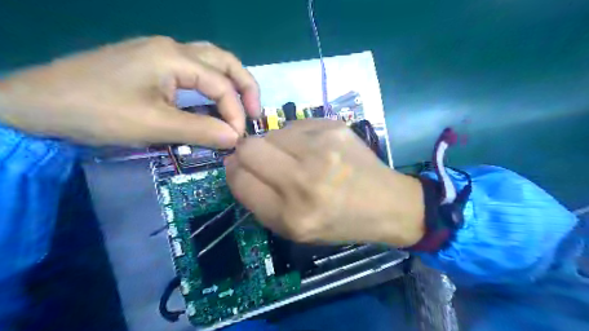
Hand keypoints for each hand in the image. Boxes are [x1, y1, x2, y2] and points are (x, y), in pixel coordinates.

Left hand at [0, 35, 259, 147]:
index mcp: (174, 57)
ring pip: (211, 63)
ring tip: (241, 106)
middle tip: (255, 112)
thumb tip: (236, 139)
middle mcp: (172, 48)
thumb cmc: (97, 112)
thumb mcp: (154, 125)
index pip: (221, 85)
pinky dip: (211, 87)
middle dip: (245, 86)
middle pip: (224, 61)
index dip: (235, 113)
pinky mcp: (152, 66)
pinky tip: (213, 103)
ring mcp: (161, 55)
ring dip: (230, 84)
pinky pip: (194, 72)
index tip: (237, 139)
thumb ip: (201, 130)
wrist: (37, 105)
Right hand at [226, 120, 428, 247]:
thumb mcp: (294, 230)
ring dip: (275, 144)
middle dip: (247, 153)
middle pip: (249, 149)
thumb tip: (236, 166)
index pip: (239, 180)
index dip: (235, 172)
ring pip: (272, 133)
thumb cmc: (339, 222)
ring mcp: (320, 150)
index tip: (240, 169)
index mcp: (291, 215)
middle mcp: (303, 181)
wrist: (386, 203)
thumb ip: (260, 202)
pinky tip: (315, 149)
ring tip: (296, 156)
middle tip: (264, 159)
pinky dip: (297, 136)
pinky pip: (296, 125)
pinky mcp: (333, 128)